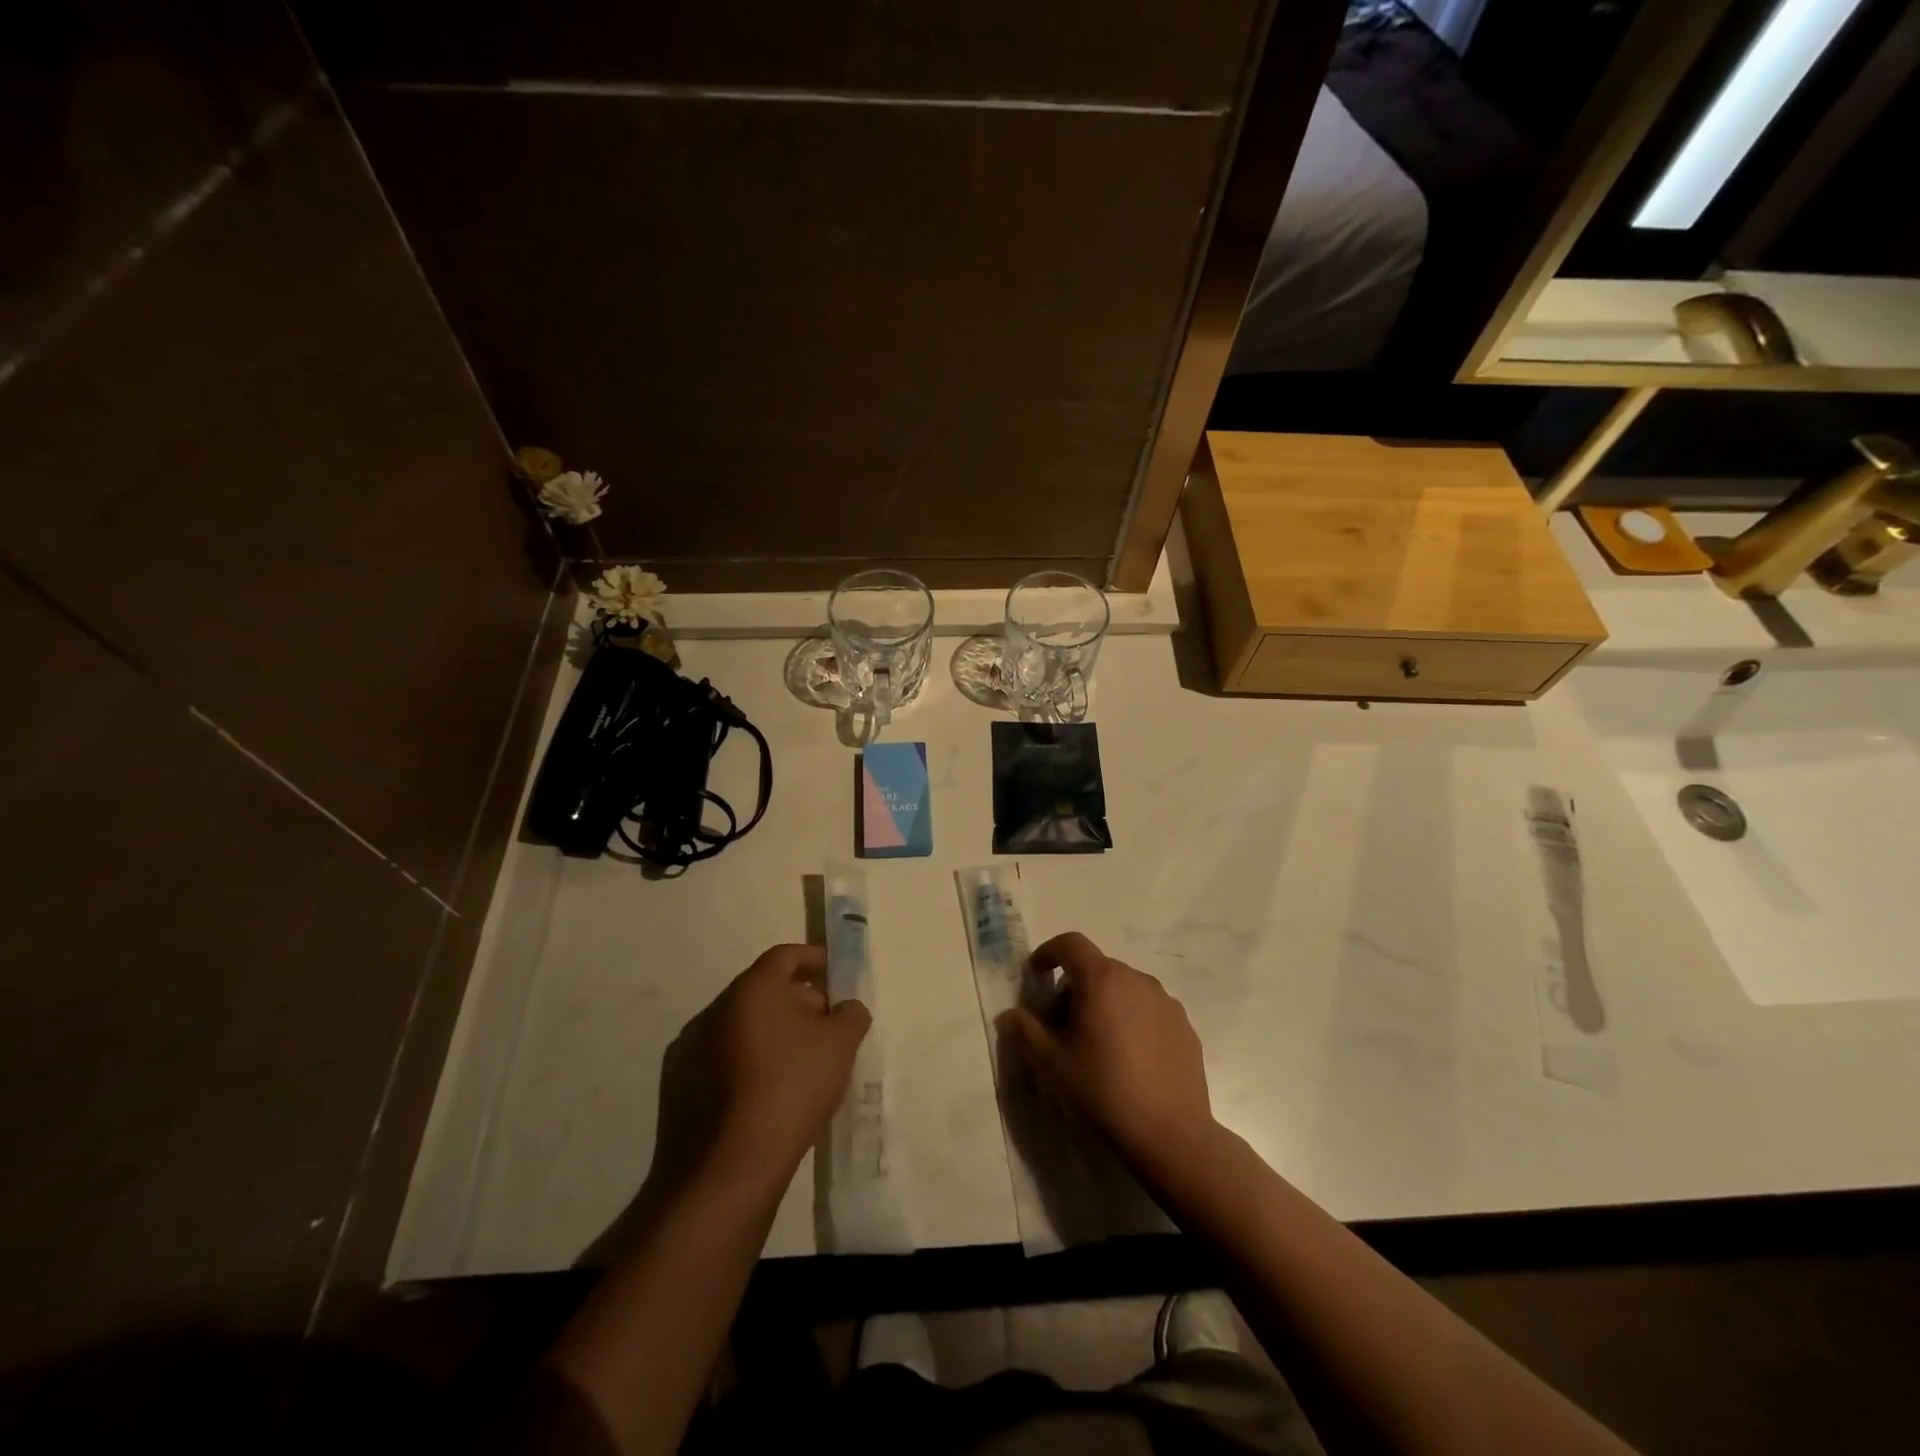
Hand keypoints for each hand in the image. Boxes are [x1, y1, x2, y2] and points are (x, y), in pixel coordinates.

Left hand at [707, 944, 870, 1177]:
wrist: (723, 1173)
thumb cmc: (788, 1091)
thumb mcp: (839, 1047)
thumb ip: (850, 1015)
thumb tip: (846, 1008)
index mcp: (750, 990)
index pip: (784, 956)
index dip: (813, 959)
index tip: (835, 973)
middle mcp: (713, 1010)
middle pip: (762, 992)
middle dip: (797, 1002)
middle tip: (826, 1028)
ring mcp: (688, 1050)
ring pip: (739, 1028)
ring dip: (770, 1035)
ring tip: (800, 1065)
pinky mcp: (676, 1089)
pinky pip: (720, 1061)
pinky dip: (746, 1064)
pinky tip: (766, 1096)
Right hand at [996, 932, 1212, 1168]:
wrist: (1170, 1135)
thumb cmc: (1103, 1090)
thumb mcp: (1052, 1063)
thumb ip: (1025, 1031)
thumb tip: (1007, 1015)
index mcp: (1102, 980)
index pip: (1071, 944)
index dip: (1048, 952)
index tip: (1036, 974)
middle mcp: (1137, 980)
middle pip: (1097, 969)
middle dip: (1073, 989)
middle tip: (1061, 1028)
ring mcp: (1166, 1002)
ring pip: (1124, 990)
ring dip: (1104, 1005)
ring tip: (1097, 1048)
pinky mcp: (1184, 1027)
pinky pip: (1148, 1011)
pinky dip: (1131, 1021)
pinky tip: (1129, 1061)